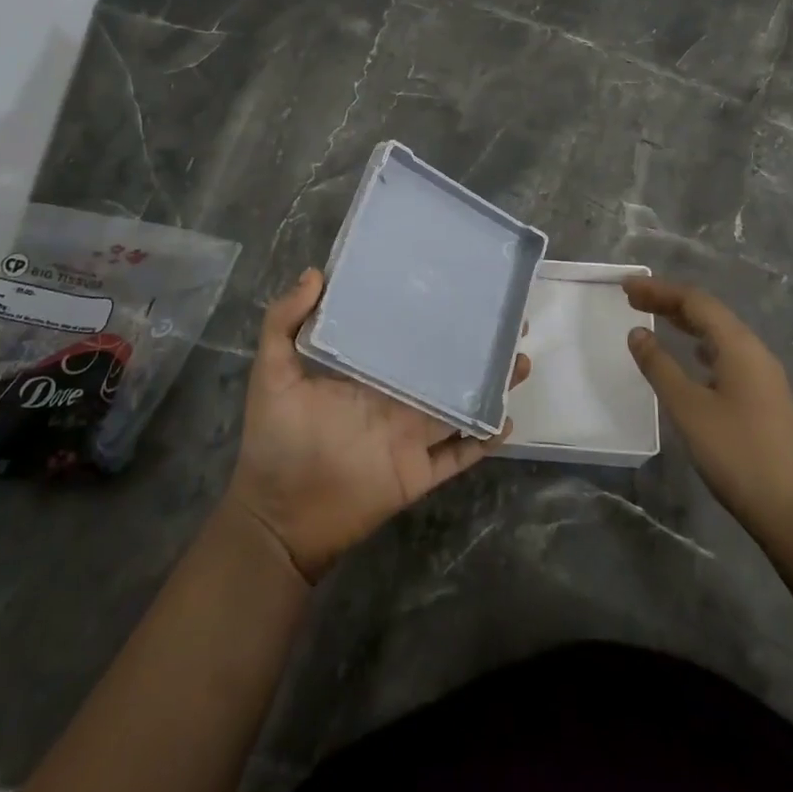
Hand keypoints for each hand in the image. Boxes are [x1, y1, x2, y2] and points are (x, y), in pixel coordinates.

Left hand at [227, 268, 529, 583]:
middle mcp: (395, 398)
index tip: (459, 286)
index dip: (431, 313)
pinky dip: (483, 440)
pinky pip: (459, 455)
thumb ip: (283, 323)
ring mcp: (410, 436)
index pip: (405, 335)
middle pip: (443, 366)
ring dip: (489, 385)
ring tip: (520, 361)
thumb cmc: (274, 442)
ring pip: (459, 405)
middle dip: (474, 344)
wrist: (279, 519)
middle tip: (508, 319)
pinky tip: (506, 420)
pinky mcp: (419, 473)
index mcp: (367, 372)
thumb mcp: (272, 374)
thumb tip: (315, 273)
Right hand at [625, 277, 792, 532]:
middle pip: (709, 313)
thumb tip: (638, 333)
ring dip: (686, 322)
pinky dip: (701, 345)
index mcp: (740, 346)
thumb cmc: (736, 454)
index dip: (659, 290)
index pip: (696, 301)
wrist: (792, 512)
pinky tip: (692, 358)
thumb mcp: (688, 408)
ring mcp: (764, 375)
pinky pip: (727, 354)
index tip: (626, 286)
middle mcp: (755, 352)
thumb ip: (660, 366)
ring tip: (655, 320)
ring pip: (720, 333)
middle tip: (633, 299)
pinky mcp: (765, 397)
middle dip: (670, 302)